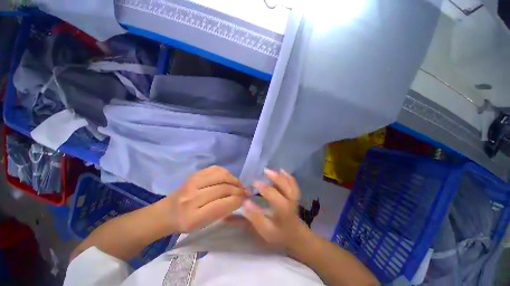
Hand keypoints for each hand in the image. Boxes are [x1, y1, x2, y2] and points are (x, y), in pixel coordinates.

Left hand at [163, 166, 247, 232]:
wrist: (168, 211)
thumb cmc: (188, 222)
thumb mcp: (204, 224)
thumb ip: (222, 211)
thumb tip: (240, 198)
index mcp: (193, 217)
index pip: (222, 204)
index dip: (238, 201)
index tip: (245, 200)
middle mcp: (192, 197)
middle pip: (223, 188)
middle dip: (239, 190)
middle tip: (245, 193)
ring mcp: (193, 182)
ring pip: (222, 176)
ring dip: (235, 180)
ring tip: (239, 185)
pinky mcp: (195, 173)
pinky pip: (216, 169)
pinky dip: (226, 173)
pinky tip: (229, 178)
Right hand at [240, 169, 310, 253]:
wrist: (296, 236)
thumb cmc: (279, 234)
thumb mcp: (265, 231)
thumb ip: (254, 217)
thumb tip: (244, 202)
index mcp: (283, 211)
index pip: (273, 196)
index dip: (263, 188)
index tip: (252, 183)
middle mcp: (290, 202)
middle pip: (285, 186)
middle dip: (274, 177)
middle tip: (263, 171)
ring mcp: (294, 197)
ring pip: (290, 183)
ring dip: (280, 175)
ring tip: (269, 170)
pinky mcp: (295, 195)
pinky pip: (293, 184)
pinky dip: (287, 176)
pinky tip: (281, 171)